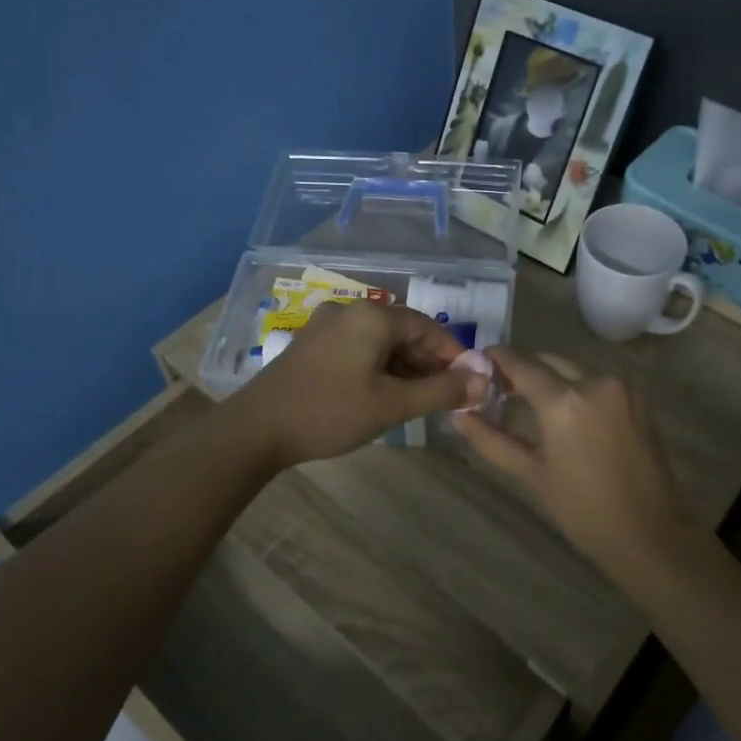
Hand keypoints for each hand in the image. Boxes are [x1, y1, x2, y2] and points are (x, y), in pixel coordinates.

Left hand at [229, 301, 486, 468]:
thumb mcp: (392, 404)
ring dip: (404, 367)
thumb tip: (484, 383)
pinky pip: (358, 348)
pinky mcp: (312, 344)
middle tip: (447, 396)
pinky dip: (379, 367)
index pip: (427, 327)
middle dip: (429, 362)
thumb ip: (441, 391)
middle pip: (404, 331)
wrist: (256, 429)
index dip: (453, 354)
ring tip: (420, 400)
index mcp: (372, 317)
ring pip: (380, 341)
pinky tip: (385, 394)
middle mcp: (350, 311)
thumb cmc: (330, 412)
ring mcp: (326, 326)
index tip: (469, 383)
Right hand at [451, 348, 689, 580]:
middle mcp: (594, 382)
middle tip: (500, 389)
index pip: (521, 364)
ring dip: (551, 378)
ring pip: (574, 370)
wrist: (649, 533)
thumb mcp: (531, 474)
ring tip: (530, 403)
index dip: (497, 359)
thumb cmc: (582, 510)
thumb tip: (459, 417)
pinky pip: (597, 382)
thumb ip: (491, 440)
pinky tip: (565, 413)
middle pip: (548, 362)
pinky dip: (576, 388)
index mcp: (563, 401)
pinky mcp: (637, 398)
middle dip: (523, 370)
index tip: (478, 361)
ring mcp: (620, 387)